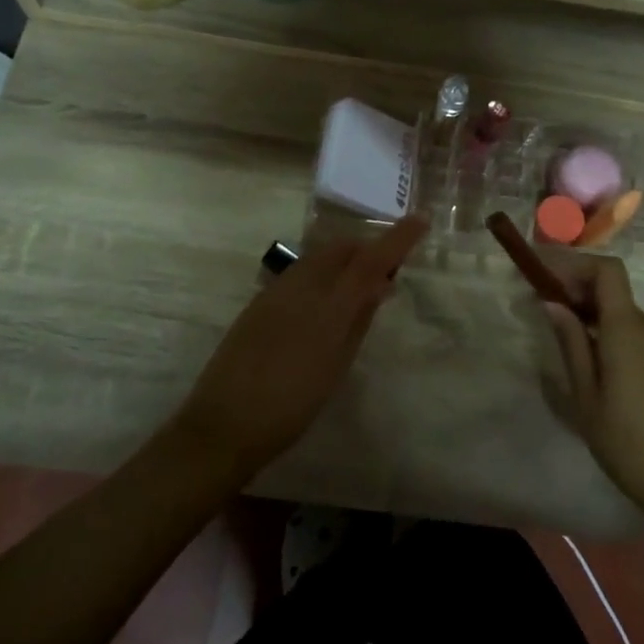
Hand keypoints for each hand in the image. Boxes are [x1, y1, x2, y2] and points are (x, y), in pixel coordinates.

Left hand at [173, 218, 427, 476]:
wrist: (223, 424)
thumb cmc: (291, 406)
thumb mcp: (336, 366)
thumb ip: (359, 320)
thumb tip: (380, 285)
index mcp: (328, 307)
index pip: (370, 261)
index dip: (398, 238)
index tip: (420, 219)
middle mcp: (302, 287)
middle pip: (341, 249)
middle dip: (367, 249)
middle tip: (386, 273)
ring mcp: (276, 291)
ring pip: (318, 257)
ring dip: (343, 260)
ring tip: (358, 288)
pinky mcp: (258, 302)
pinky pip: (299, 273)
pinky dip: (321, 274)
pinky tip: (324, 303)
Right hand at [539, 255, 643, 530]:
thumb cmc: (628, 443)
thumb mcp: (586, 397)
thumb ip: (571, 344)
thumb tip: (552, 303)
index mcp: (628, 330)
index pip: (608, 271)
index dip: (575, 265)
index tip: (545, 277)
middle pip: (613, 288)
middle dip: (576, 288)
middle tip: (543, 306)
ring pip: (622, 311)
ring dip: (591, 311)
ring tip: (562, 333)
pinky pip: (635, 331)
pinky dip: (608, 329)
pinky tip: (591, 357)